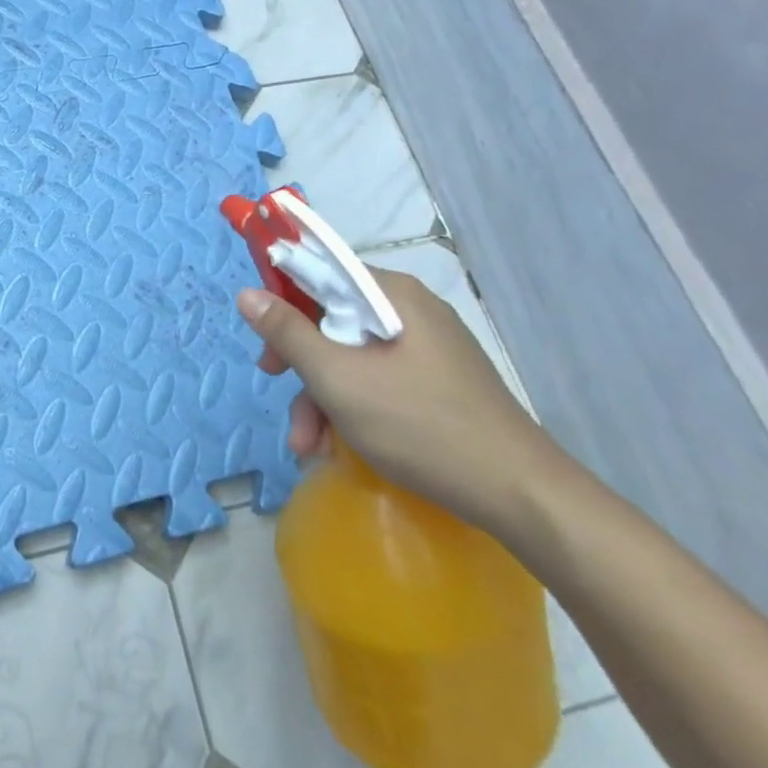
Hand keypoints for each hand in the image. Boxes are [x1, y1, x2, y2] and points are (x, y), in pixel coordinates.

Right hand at [238, 268, 562, 529]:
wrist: (520, 494)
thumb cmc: (420, 425)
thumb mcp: (339, 379)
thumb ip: (289, 334)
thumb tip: (247, 293)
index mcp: (393, 295)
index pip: (323, 273)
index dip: (283, 300)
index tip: (264, 340)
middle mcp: (411, 311)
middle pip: (334, 321)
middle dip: (302, 366)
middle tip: (278, 392)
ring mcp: (428, 348)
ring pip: (353, 357)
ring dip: (322, 399)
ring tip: (310, 447)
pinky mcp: (437, 382)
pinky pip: (378, 380)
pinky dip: (353, 409)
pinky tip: (339, 447)